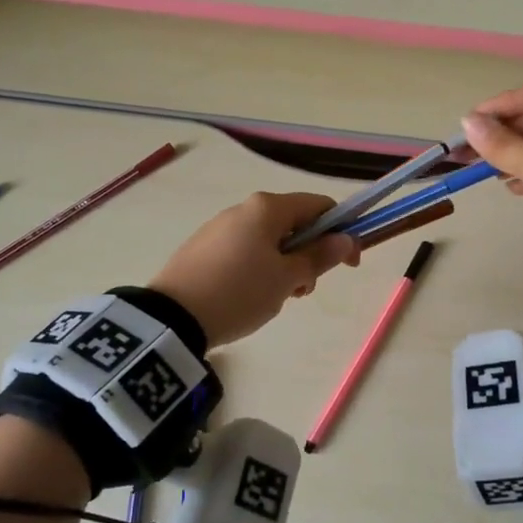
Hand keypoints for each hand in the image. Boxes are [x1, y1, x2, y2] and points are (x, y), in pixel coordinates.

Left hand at [150, 192, 358, 347]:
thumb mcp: (286, 279)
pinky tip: (247, 297)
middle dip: (308, 255)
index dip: (341, 232)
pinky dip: (258, 270)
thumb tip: (346, 239)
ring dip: (283, 266)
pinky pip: (243, 252)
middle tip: (303, 290)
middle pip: (292, 224)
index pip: (318, 206)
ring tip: (274, 300)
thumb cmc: (240, 293)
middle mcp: (243, 209)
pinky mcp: (202, 249)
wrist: (173, 317)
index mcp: (267, 208)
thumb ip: (319, 257)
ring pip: (267, 241)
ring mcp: (219, 228)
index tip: (349, 264)